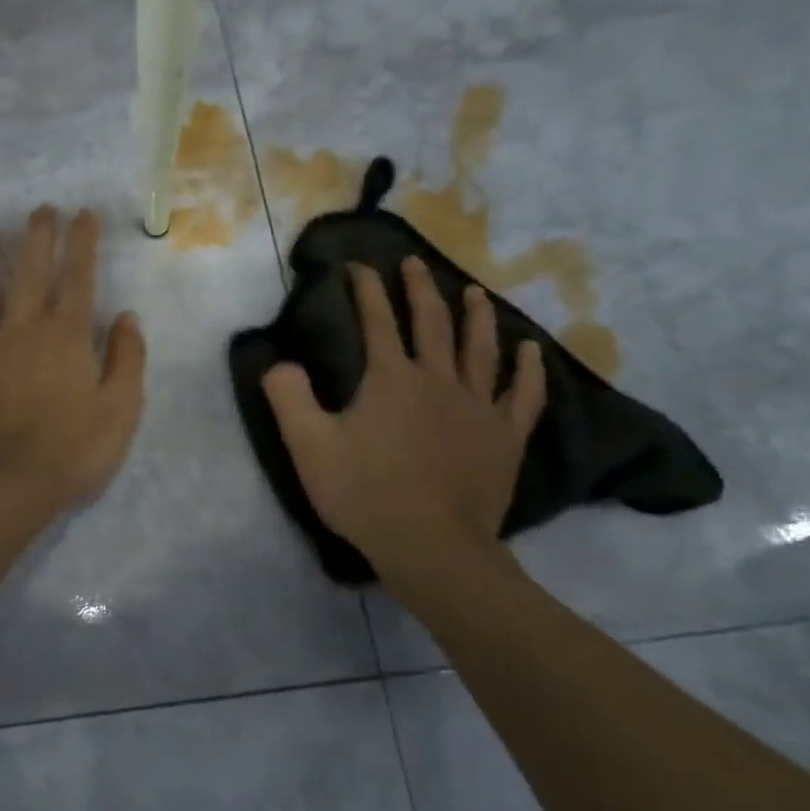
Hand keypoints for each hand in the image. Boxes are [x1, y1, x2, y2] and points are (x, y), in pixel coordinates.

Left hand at [0, 207, 146, 516]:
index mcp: (66, 336)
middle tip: (38, 209)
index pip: (78, 278)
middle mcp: (23, 330)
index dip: (82, 244)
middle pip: (29, 273)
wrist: (7, 485)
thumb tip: (126, 316)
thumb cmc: (72, 451)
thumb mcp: (121, 409)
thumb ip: (127, 359)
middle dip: (36, 237)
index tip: (83, 214)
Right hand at [262, 258, 545, 587]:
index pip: (378, 321)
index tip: (359, 266)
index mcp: (391, 378)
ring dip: (476, 315)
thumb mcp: (309, 446)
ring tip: (474, 291)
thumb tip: (278, 361)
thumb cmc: (365, 494)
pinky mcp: (505, 437)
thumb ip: (289, 397)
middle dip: (420, 288)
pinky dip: (528, 370)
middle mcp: (438, 380)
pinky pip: (523, 395)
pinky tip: (531, 351)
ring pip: (481, 349)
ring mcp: (478, 407)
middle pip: (432, 323)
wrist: (431, 546)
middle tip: (414, 263)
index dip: (367, 289)